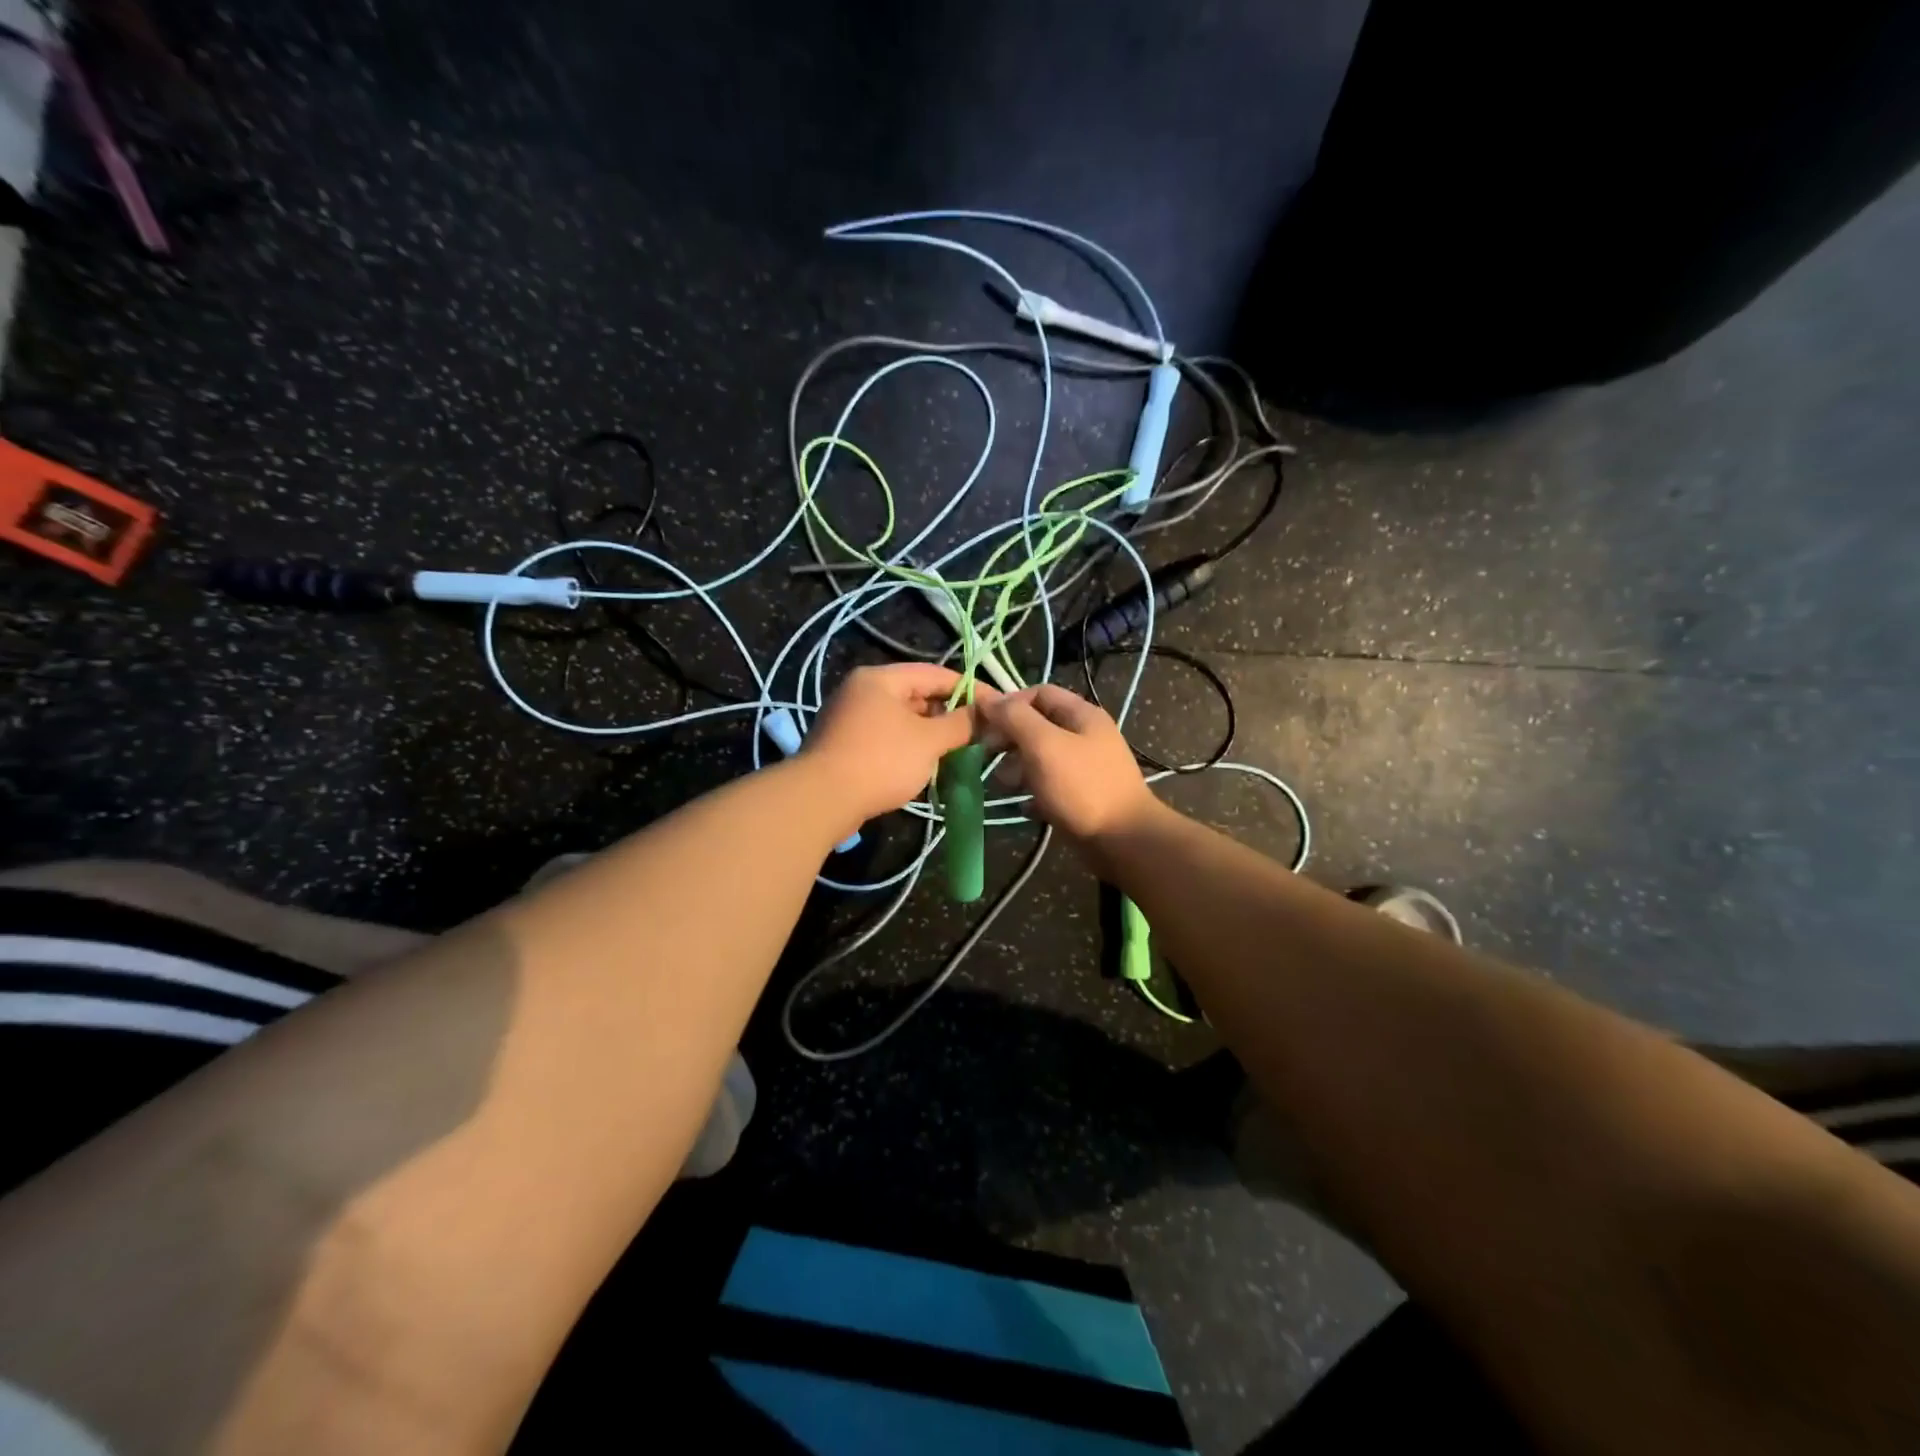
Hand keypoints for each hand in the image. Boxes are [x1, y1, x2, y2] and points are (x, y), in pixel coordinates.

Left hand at [803, 665, 993, 824]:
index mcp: (881, 679)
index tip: (996, 707)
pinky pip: (886, 739)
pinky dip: (908, 748)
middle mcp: (862, 691)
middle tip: (978, 734)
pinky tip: (926, 767)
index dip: (969, 689)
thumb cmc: (881, 761)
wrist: (821, 800)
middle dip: (949, 715)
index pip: (935, 673)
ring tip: (957, 753)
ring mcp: (849, 718)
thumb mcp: (929, 741)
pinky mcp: (844, 745)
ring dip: (930, 735)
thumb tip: (987, 714)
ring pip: (902, 720)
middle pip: (917, 695)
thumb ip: (961, 724)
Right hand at [979, 684, 1158, 841]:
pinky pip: (1050, 788)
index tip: (984, 725)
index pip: (1038, 693)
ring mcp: (1085, 768)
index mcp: (1081, 715)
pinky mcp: (1082, 797)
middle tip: (988, 757)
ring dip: (1018, 768)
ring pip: (1041, 758)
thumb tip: (988, 700)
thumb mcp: (1044, 745)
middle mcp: (1085, 736)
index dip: (1009, 704)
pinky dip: (1033, 794)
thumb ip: (1015, 718)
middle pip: (1038, 726)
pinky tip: (1023, 806)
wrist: (1124, 841)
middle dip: (1010, 739)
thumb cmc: (1082, 787)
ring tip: (1005, 785)